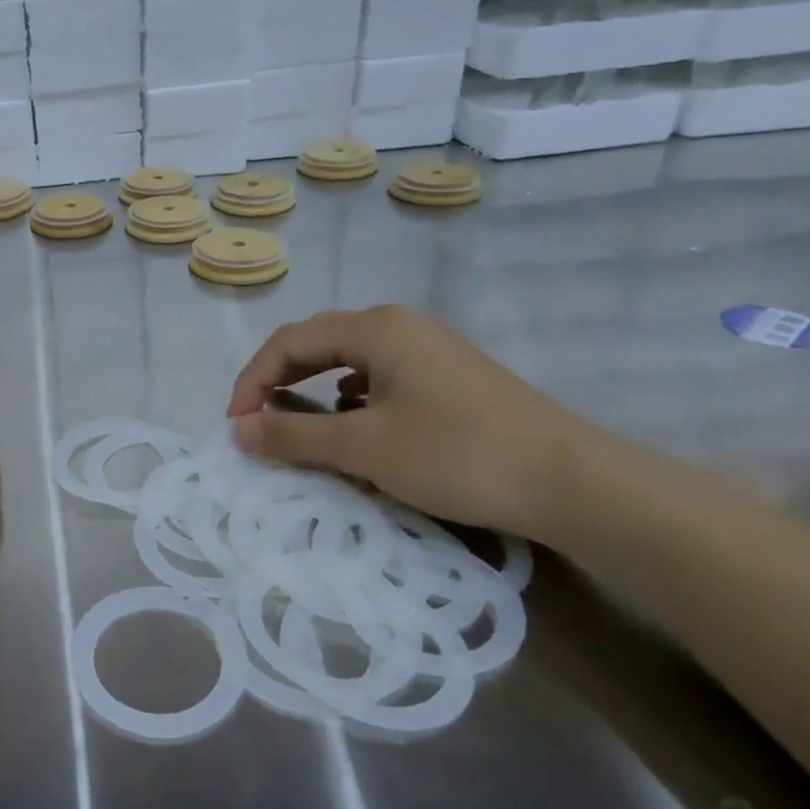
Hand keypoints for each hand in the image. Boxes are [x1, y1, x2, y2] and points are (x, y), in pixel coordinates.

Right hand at [227, 305, 597, 539]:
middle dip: (278, 383)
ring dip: (313, 392)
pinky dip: (351, 401)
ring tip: (301, 428)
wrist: (573, 482)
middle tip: (257, 424)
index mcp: (375, 328)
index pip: (288, 342)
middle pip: (316, 344)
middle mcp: (399, 326)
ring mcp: (429, 349)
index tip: (236, 426)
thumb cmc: (457, 455)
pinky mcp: (449, 377)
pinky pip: (380, 378)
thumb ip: (293, 436)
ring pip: (349, 362)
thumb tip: (237, 429)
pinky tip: (357, 428)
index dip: (252, 381)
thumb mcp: (364, 449)